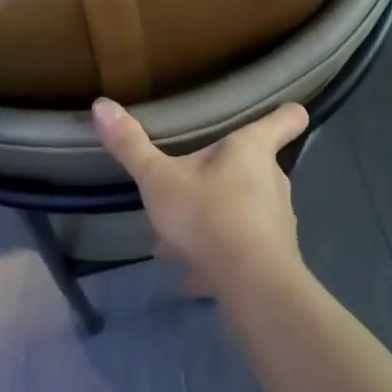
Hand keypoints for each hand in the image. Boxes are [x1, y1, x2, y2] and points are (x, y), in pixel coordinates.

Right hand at [92, 97, 309, 300]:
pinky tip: (193, 277)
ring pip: (245, 209)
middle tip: (192, 183)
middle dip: (226, 173)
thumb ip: (131, 145)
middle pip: (257, 165)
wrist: (252, 288)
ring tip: (178, 239)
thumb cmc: (209, 216)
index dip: (287, 113)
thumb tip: (102, 104)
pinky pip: (244, 248)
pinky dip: (221, 256)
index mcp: (252, 149)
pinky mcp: (275, 258)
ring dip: (217, 217)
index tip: (289, 110)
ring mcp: (277, 220)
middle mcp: (272, 179)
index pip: (285, 120)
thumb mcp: (159, 180)